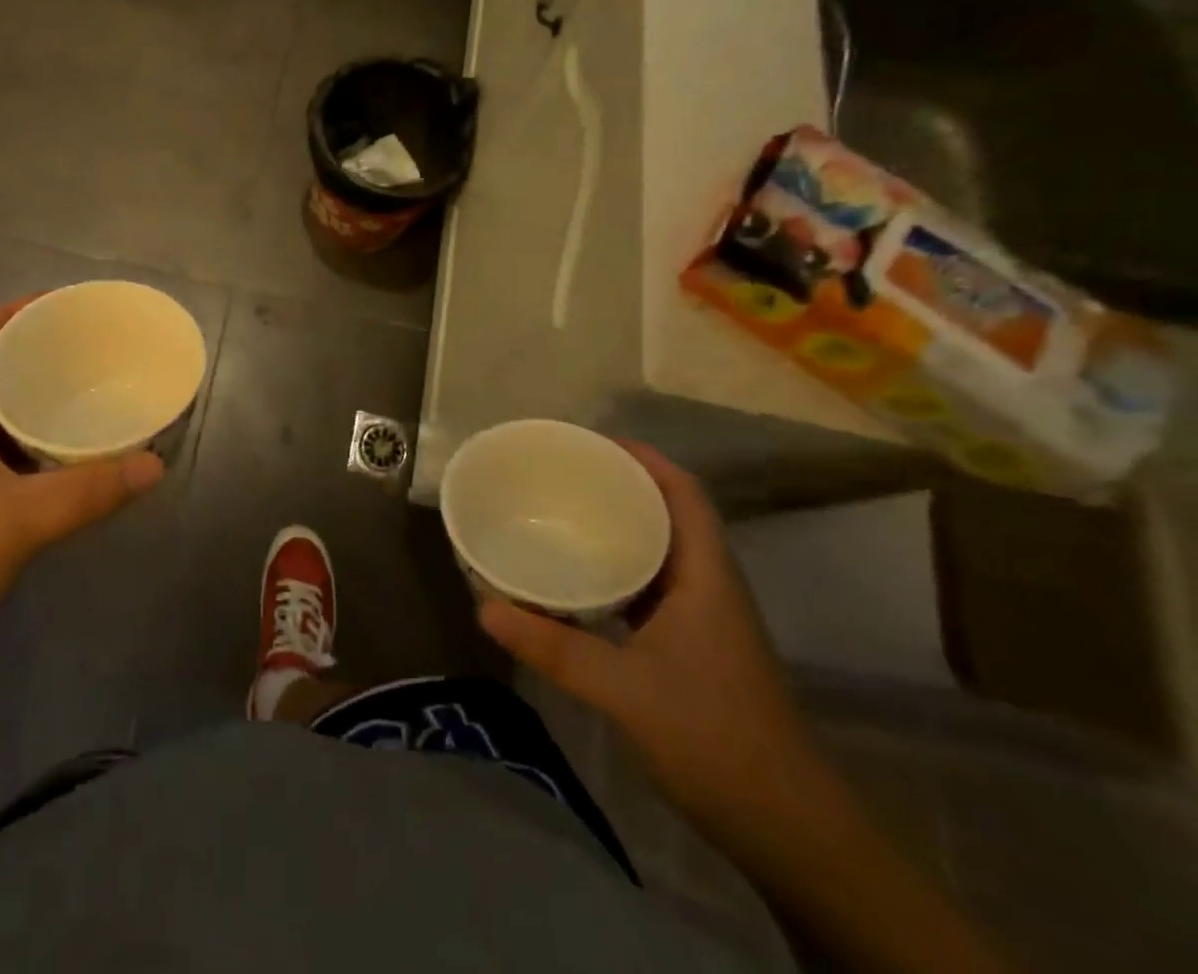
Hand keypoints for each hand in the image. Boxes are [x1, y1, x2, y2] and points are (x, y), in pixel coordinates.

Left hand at [0, 298, 164, 668]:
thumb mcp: (19, 520)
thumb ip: (89, 490)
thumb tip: (155, 463)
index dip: (11, 313)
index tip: (62, 310)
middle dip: (36, 354)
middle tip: (91, 353)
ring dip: (37, 402)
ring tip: (89, 396)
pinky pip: (3, 456)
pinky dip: (36, 447)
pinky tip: (70, 462)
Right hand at [479, 441, 825, 840]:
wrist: (787, 828)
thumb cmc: (713, 739)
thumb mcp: (623, 690)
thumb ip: (553, 646)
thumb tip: (483, 606)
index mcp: (706, 576)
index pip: (683, 493)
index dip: (643, 458)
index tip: (589, 442)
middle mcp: (709, 584)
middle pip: (669, 512)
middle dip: (619, 485)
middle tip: (561, 474)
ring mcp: (704, 617)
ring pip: (660, 550)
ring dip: (618, 526)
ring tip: (563, 513)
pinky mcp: (693, 644)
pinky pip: (651, 584)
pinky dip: (617, 568)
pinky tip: (579, 578)